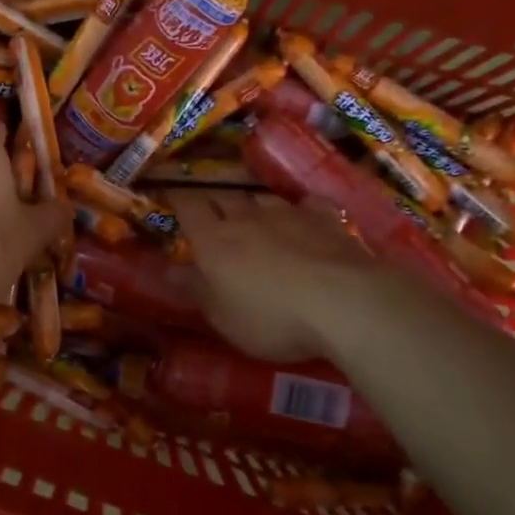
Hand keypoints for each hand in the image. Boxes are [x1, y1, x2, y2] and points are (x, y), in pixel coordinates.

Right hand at [165, 190, 370, 362]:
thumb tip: (170, 270)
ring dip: (252, 205)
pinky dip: (297, 210)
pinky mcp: (325, 219)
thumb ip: (196, 290)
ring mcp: (288, 214)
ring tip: (251, 216)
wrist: (345, 303)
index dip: (177, 200)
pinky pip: (304, 205)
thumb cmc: (272, 318)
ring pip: (261, 198)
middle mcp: (246, 218)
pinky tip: (301, 217)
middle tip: (208, 210)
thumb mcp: (224, 317)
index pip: (188, 206)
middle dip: (212, 201)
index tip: (170, 197)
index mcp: (213, 240)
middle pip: (223, 196)